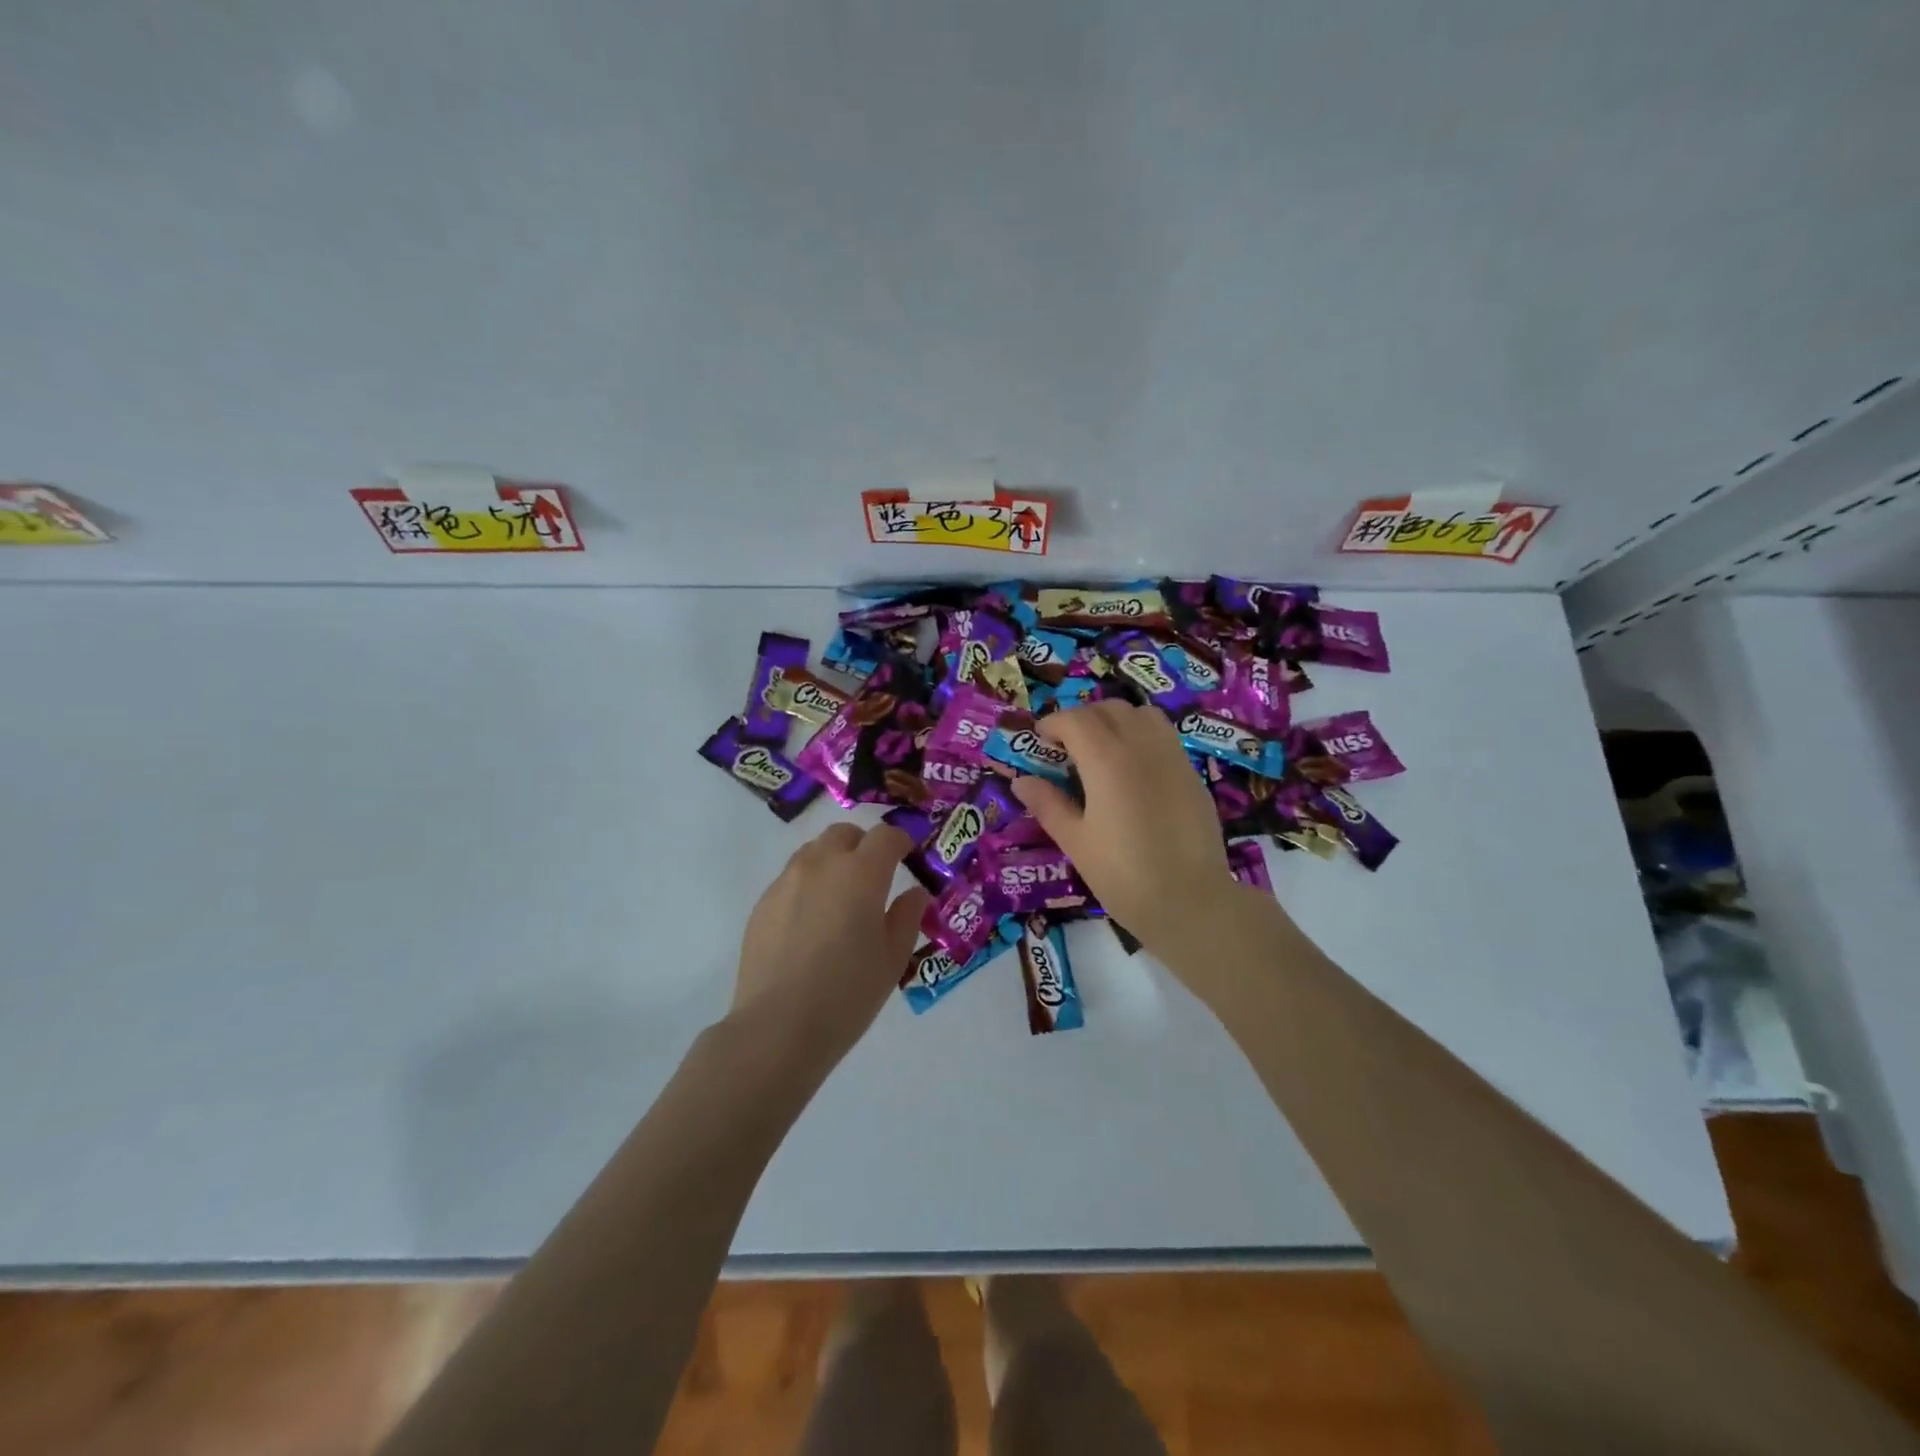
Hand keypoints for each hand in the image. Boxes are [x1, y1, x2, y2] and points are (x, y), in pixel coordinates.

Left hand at [729, 822, 929, 1060]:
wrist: (778, 1026)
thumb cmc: (848, 993)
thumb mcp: (893, 958)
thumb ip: (907, 917)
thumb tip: (915, 894)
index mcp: (861, 873)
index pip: (886, 836)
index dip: (901, 841)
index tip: (909, 857)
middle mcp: (822, 864)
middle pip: (845, 833)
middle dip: (864, 845)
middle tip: (875, 877)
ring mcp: (787, 881)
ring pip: (814, 851)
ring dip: (834, 861)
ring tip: (841, 899)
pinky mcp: (763, 902)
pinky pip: (792, 878)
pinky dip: (809, 885)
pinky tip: (811, 923)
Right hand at [1010, 701, 1241, 950]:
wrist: (1191, 901)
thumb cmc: (1124, 875)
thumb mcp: (1076, 842)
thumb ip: (1048, 804)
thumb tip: (1021, 781)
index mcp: (1106, 760)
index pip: (1075, 719)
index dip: (1052, 724)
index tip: (1040, 741)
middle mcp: (1141, 745)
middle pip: (1108, 709)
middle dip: (1082, 718)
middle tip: (1066, 747)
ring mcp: (1172, 755)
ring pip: (1141, 714)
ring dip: (1115, 720)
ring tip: (1102, 749)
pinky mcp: (1191, 772)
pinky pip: (1163, 735)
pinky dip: (1142, 734)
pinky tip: (1134, 769)